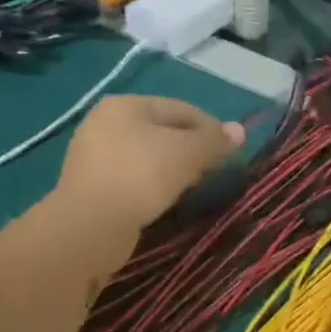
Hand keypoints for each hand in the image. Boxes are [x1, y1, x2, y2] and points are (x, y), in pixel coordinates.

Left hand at [53, 95, 243, 233]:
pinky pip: (134, 177)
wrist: (90, 226)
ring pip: (149, 156)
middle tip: (215, 170)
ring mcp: (95, 155)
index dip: (211, 128)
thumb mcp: (187, 154)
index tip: (232, 151)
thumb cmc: (141, 176)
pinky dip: (154, 184)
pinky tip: (167, 199)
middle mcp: (105, 123)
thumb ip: (214, 141)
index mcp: (126, 105)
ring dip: (175, 168)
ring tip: (194, 186)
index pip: (181, 109)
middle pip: (164, 131)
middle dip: (193, 149)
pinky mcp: (92, 185)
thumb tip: (240, 131)